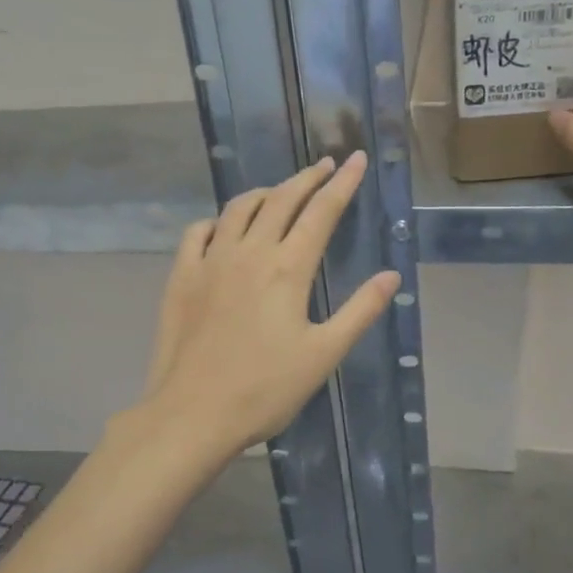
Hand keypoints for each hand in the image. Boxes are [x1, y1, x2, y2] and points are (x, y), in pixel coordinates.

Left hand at [138, 151, 400, 454]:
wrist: (192, 414)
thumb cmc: (265, 389)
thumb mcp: (324, 354)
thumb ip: (360, 311)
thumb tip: (391, 275)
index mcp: (287, 269)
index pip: (321, 212)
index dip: (342, 183)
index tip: (356, 159)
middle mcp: (249, 252)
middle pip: (281, 200)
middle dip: (306, 178)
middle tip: (325, 164)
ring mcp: (210, 261)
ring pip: (238, 208)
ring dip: (264, 192)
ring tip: (280, 190)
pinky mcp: (182, 277)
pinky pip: (198, 232)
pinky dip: (218, 220)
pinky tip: (223, 227)